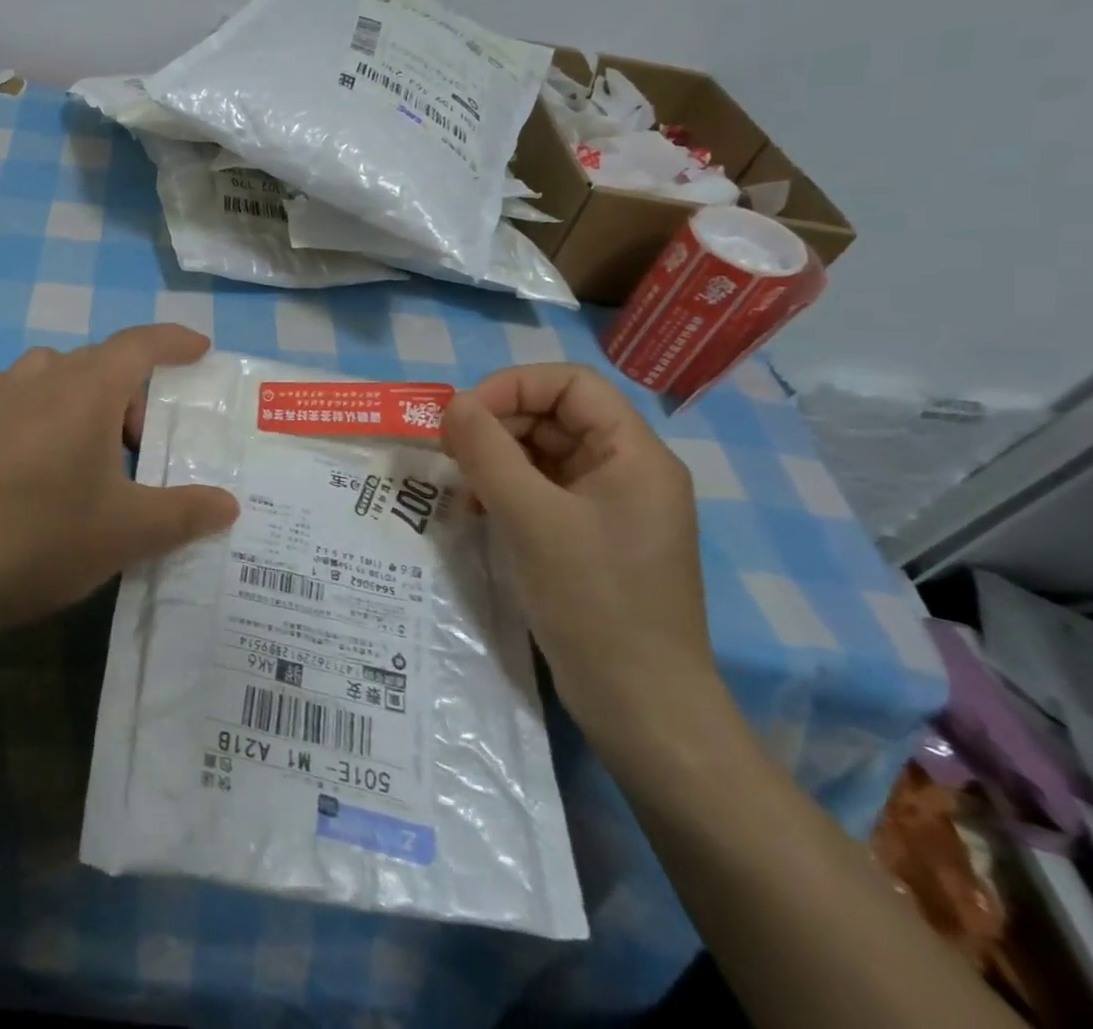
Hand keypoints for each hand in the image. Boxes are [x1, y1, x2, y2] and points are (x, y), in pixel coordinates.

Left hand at [0, 324, 239, 632]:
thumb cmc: (41, 540)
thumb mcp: (128, 533)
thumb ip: (186, 512)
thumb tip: (229, 504)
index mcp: (87, 390)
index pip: (141, 344)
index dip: (175, 341)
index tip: (201, 348)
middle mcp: (43, 377)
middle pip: (102, 362)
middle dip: (134, 393)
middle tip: (146, 448)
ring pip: (58, 373)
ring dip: (87, 396)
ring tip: (92, 448)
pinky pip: (19, 392)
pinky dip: (43, 405)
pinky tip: (40, 448)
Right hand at [440, 364, 724, 756]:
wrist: (642, 707)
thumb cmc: (593, 601)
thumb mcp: (531, 518)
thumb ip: (488, 451)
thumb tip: (454, 403)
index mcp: (633, 454)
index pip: (570, 384)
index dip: (512, 386)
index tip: (462, 416)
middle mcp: (627, 470)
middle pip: (554, 416)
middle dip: (497, 426)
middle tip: (450, 454)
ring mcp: (609, 507)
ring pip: (543, 455)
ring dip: (496, 461)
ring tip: (461, 490)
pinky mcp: (590, 538)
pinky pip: (543, 492)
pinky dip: (506, 493)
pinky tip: (478, 516)